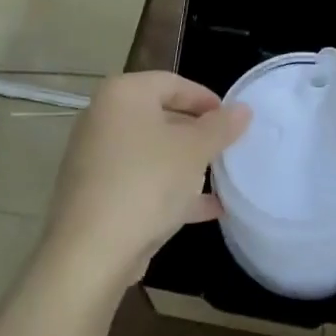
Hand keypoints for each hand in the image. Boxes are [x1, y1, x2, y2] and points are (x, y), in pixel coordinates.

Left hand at [44, 72, 249, 287]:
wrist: (91, 252)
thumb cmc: (147, 182)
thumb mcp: (194, 151)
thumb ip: (221, 127)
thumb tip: (243, 109)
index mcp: (123, 94)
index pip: (172, 83)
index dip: (206, 99)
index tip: (232, 120)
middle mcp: (102, 118)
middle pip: (160, 116)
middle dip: (197, 134)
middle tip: (227, 149)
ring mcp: (95, 158)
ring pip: (151, 152)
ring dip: (186, 164)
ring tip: (221, 178)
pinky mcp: (95, 193)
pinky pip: (140, 181)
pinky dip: (169, 189)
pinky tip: (206, 209)